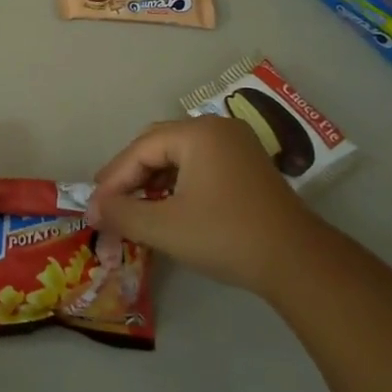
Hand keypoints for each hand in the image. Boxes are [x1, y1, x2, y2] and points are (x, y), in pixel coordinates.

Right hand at [88, 115, 317, 295]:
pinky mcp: (248, 166)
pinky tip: (167, 207)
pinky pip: (200, 164)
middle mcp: (217, 129)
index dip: (113, 179)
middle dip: (130, 175)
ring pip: (179, 155)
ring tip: (133, 208)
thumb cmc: (226, 237)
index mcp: (198, 133)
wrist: (298, 262)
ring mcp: (237, 146)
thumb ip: (123, 214)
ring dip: (153, 180)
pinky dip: (178, 183)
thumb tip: (93, 209)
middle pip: (158, 145)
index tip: (93, 207)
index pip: (141, 149)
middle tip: (108, 203)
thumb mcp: (165, 228)